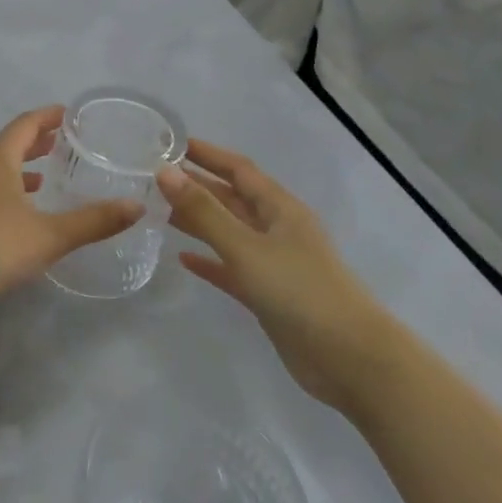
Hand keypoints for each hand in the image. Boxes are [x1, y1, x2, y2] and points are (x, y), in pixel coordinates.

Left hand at [0, 106, 144, 291]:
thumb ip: (94, 221)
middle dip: (35, 142)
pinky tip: (22, 214)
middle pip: (9, 146)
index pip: (25, 125)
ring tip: (44, 177)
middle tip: (60, 141)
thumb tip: (137, 206)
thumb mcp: (51, 234)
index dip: (47, 117)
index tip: (67, 113)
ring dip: (21, 168)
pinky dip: (10, 192)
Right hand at [157, 139, 404, 414]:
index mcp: (279, 209)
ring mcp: (273, 263)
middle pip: (231, 199)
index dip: (206, 154)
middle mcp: (277, 229)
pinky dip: (209, 261)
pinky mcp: (267, 295)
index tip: (169, 144)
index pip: (238, 169)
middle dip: (195, 186)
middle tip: (152, 178)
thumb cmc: (300, 291)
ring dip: (197, 221)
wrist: (349, 358)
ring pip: (228, 232)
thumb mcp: (247, 247)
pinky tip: (183, 259)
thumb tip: (165, 172)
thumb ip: (204, 212)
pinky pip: (231, 269)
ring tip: (158, 211)